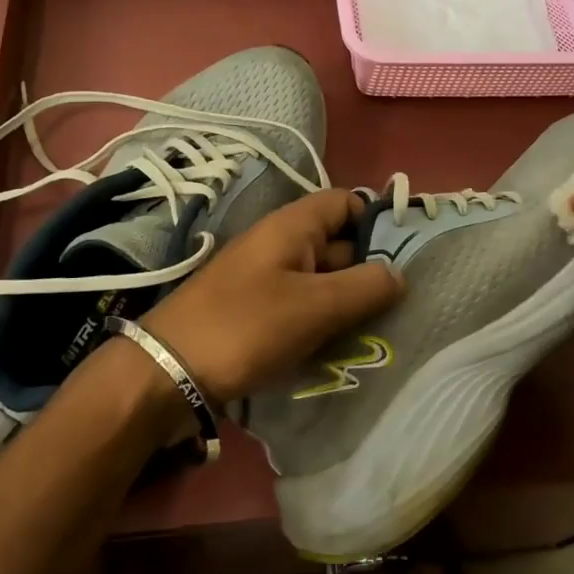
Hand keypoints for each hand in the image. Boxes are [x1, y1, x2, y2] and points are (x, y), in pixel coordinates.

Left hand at [140, 189, 403, 405]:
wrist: (167, 371)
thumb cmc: (246, 327)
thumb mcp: (314, 306)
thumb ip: (364, 287)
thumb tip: (400, 273)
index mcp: (292, 226)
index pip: (345, 202)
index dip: (376, 221)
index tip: (406, 256)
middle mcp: (280, 243)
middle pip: (337, 243)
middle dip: (369, 269)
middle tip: (404, 304)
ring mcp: (265, 278)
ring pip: (321, 279)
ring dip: (347, 301)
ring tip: (381, 330)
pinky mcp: (256, 310)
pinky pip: (301, 305)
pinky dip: (322, 320)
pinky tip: (341, 347)